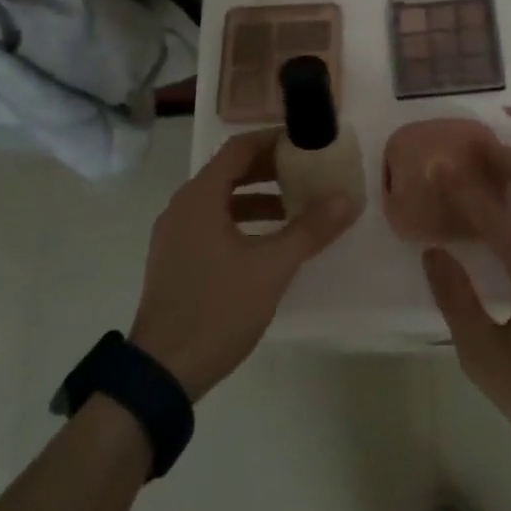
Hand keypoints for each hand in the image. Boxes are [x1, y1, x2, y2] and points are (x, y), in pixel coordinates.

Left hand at [131, 129, 360, 400]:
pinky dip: (240, 221)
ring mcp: (174, 234)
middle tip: (307, 173)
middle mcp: (182, 207)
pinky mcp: (175, 259)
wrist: (163, 369)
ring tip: (295, 208)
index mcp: (200, 197)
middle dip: (269, 170)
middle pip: (229, 171)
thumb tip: (347, 198)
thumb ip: (310, 229)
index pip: (238, 149)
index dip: (272, 141)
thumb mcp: (272, 267)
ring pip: (220, 200)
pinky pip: (211, 223)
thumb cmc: (218, 308)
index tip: (305, 143)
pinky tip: (266, 243)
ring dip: (257, 198)